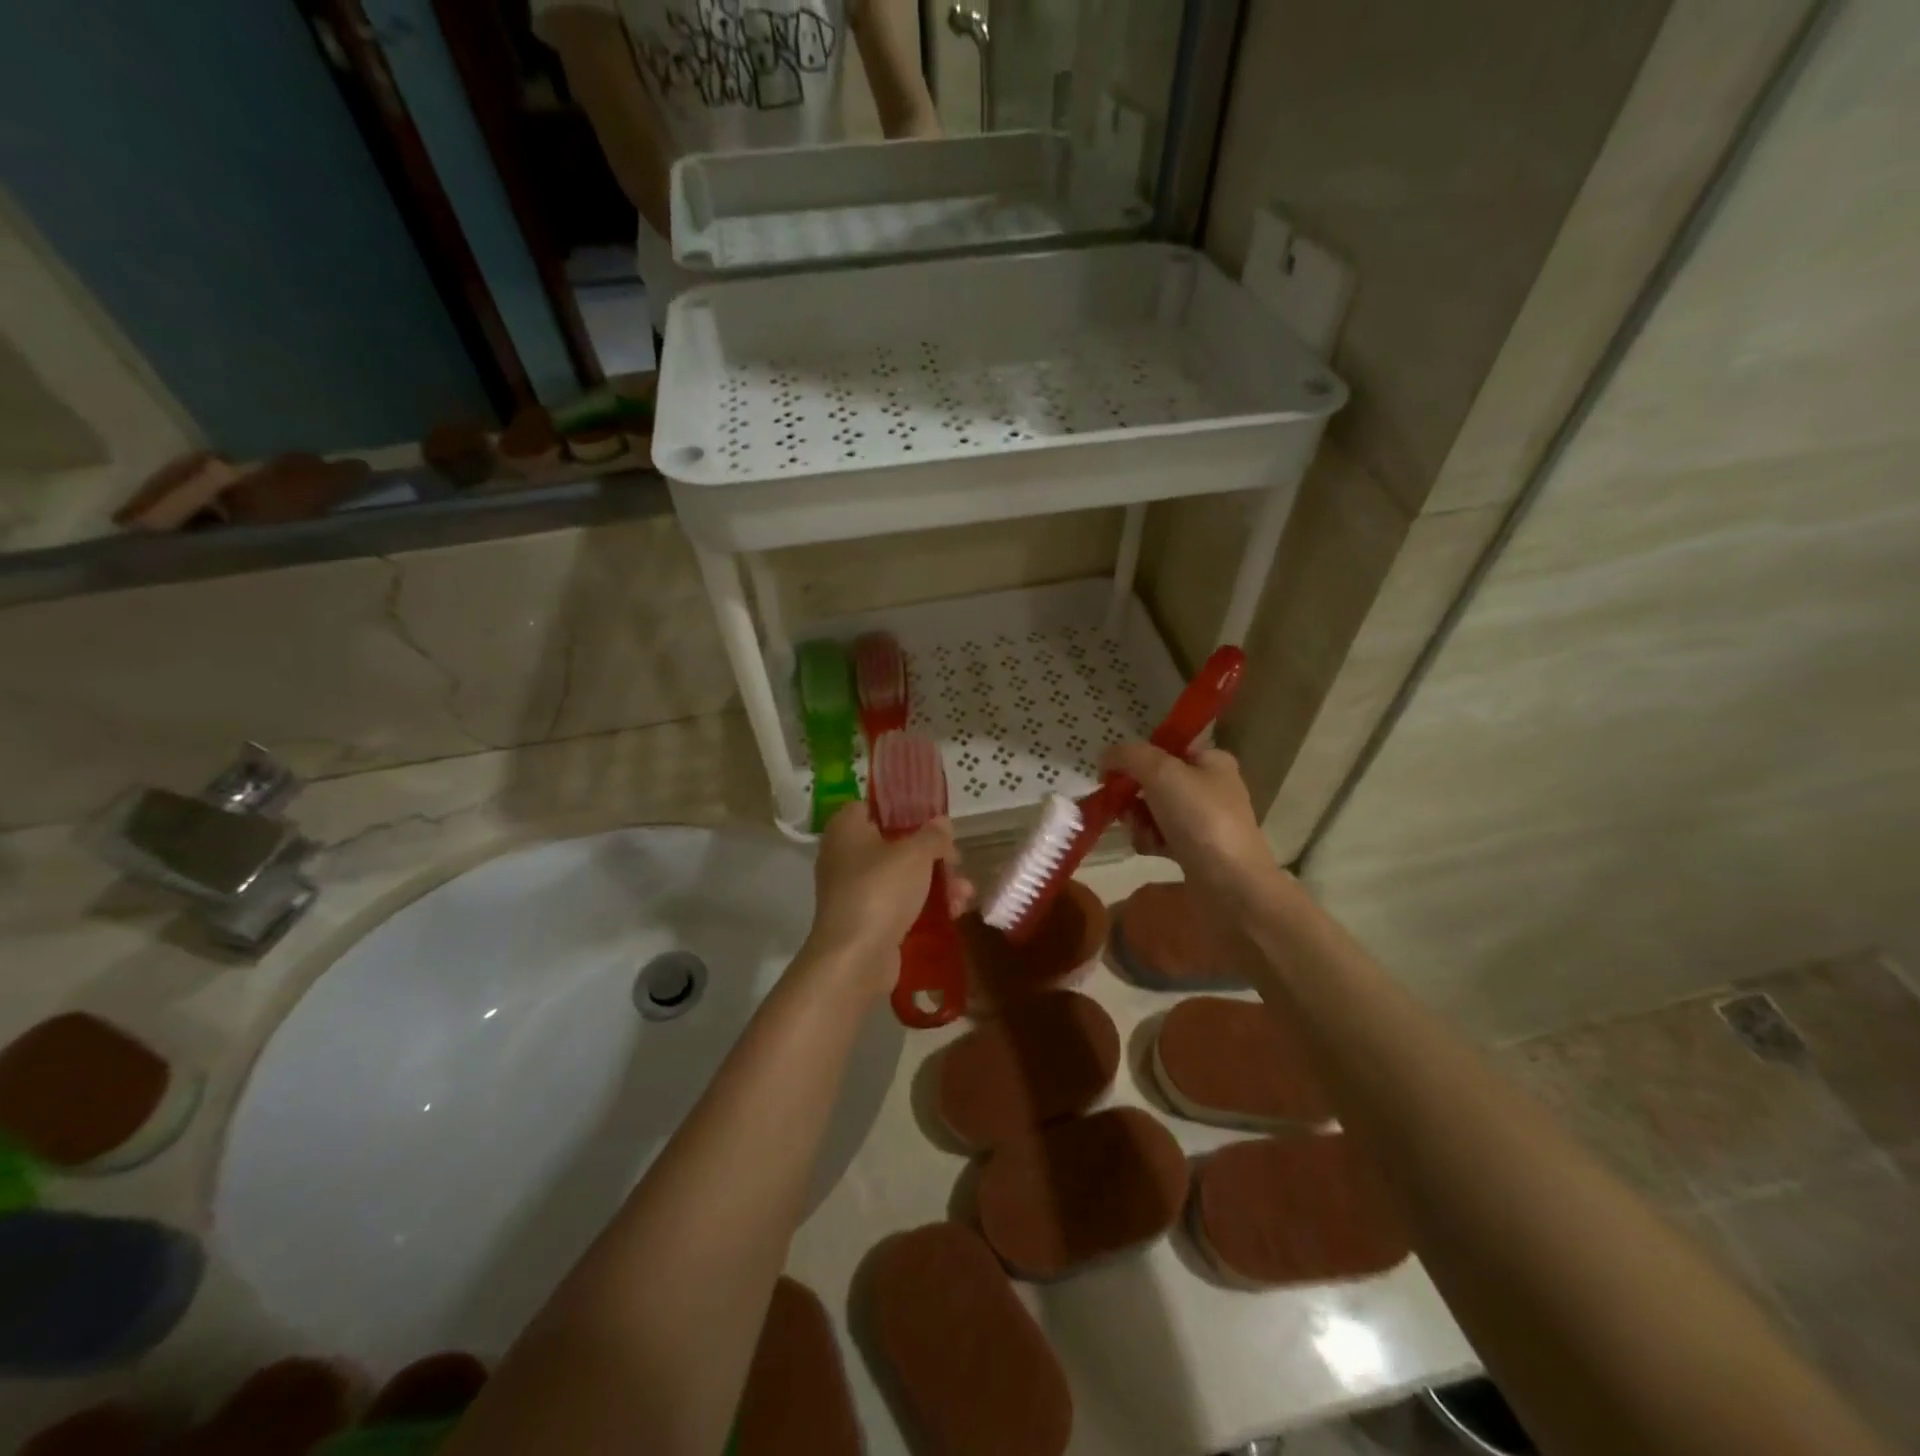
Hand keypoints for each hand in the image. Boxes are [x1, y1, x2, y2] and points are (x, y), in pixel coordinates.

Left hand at [801, 804, 971, 997]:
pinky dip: (925, 905)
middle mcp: (845, 855)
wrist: (855, 958)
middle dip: (932, 854)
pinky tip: (955, 911)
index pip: (873, 806)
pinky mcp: (867, 919)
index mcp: (847, 828)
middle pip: (895, 843)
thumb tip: (942, 823)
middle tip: (956, 861)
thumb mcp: (915, 854)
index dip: (904, 809)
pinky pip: (900, 903)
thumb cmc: (880, 890)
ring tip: (964, 893)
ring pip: (902, 876)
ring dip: (937, 882)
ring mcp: (855, 890)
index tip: (933, 819)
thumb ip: (932, 835)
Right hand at [1101, 742, 1278, 903]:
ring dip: (1139, 820)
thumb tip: (1105, 755)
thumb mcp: (1161, 772)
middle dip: (1133, 794)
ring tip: (1139, 832)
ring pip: (1154, 811)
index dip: (1137, 758)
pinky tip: (1149, 849)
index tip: (1113, 773)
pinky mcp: (1197, 851)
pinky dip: (1150, 841)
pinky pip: (1161, 837)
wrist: (1230, 885)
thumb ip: (1129, 755)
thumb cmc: (1199, 818)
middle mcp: (1211, 788)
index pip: (1166, 748)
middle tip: (1123, 807)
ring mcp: (1205, 822)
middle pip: (1156, 781)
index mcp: (1212, 761)